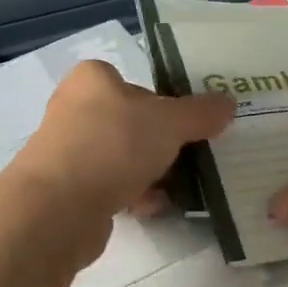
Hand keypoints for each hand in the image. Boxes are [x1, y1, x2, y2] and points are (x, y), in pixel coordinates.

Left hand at [12, 60, 234, 222]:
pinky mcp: (67, 188)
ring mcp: (68, 150)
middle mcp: (75, 108)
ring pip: (122, 156)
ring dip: (150, 172)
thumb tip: (228, 103)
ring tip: (181, 186)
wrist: (59, 207)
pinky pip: (110, 186)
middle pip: (132, 122)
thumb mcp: (168, 122)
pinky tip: (154, 207)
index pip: (138, 83)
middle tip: (194, 156)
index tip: (193, 125)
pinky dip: (133, 195)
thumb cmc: (113, 145)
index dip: (167, 103)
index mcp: (93, 79)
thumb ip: (199, 113)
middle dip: (162, 143)